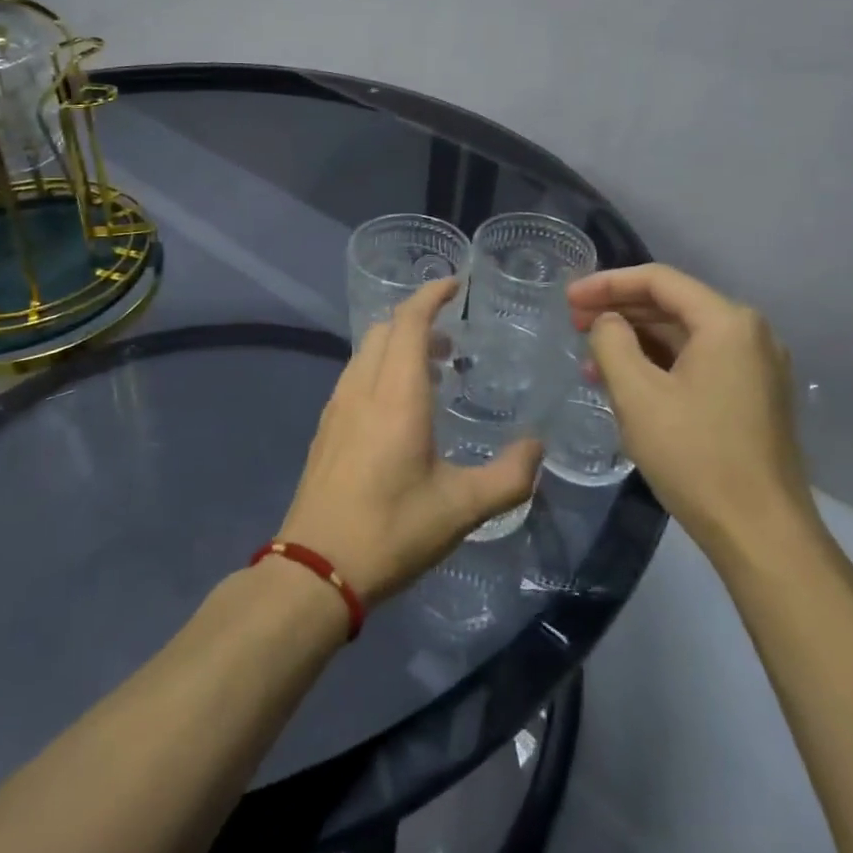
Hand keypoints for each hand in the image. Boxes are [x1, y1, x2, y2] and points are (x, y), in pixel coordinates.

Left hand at [278, 280, 541, 604]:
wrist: (315, 568)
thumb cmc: (391, 530)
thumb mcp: (461, 509)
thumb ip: (508, 476)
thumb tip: (537, 448)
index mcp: (396, 395)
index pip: (409, 322)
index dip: (431, 295)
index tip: (455, 284)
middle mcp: (363, 389)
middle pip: (386, 330)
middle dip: (418, 320)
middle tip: (453, 339)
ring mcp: (338, 407)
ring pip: (367, 351)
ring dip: (398, 344)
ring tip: (432, 370)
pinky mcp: (326, 428)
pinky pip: (355, 375)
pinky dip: (380, 367)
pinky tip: (399, 406)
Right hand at [567, 264, 811, 558]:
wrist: (761, 535)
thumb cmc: (695, 456)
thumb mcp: (637, 395)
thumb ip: (611, 343)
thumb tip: (607, 322)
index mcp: (727, 322)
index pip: (658, 280)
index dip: (606, 283)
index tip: (568, 299)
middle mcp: (749, 334)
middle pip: (672, 304)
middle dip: (619, 310)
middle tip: (573, 323)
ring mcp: (755, 367)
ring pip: (683, 336)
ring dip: (635, 341)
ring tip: (589, 357)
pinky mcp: (752, 396)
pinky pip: (697, 363)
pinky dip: (658, 364)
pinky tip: (623, 382)